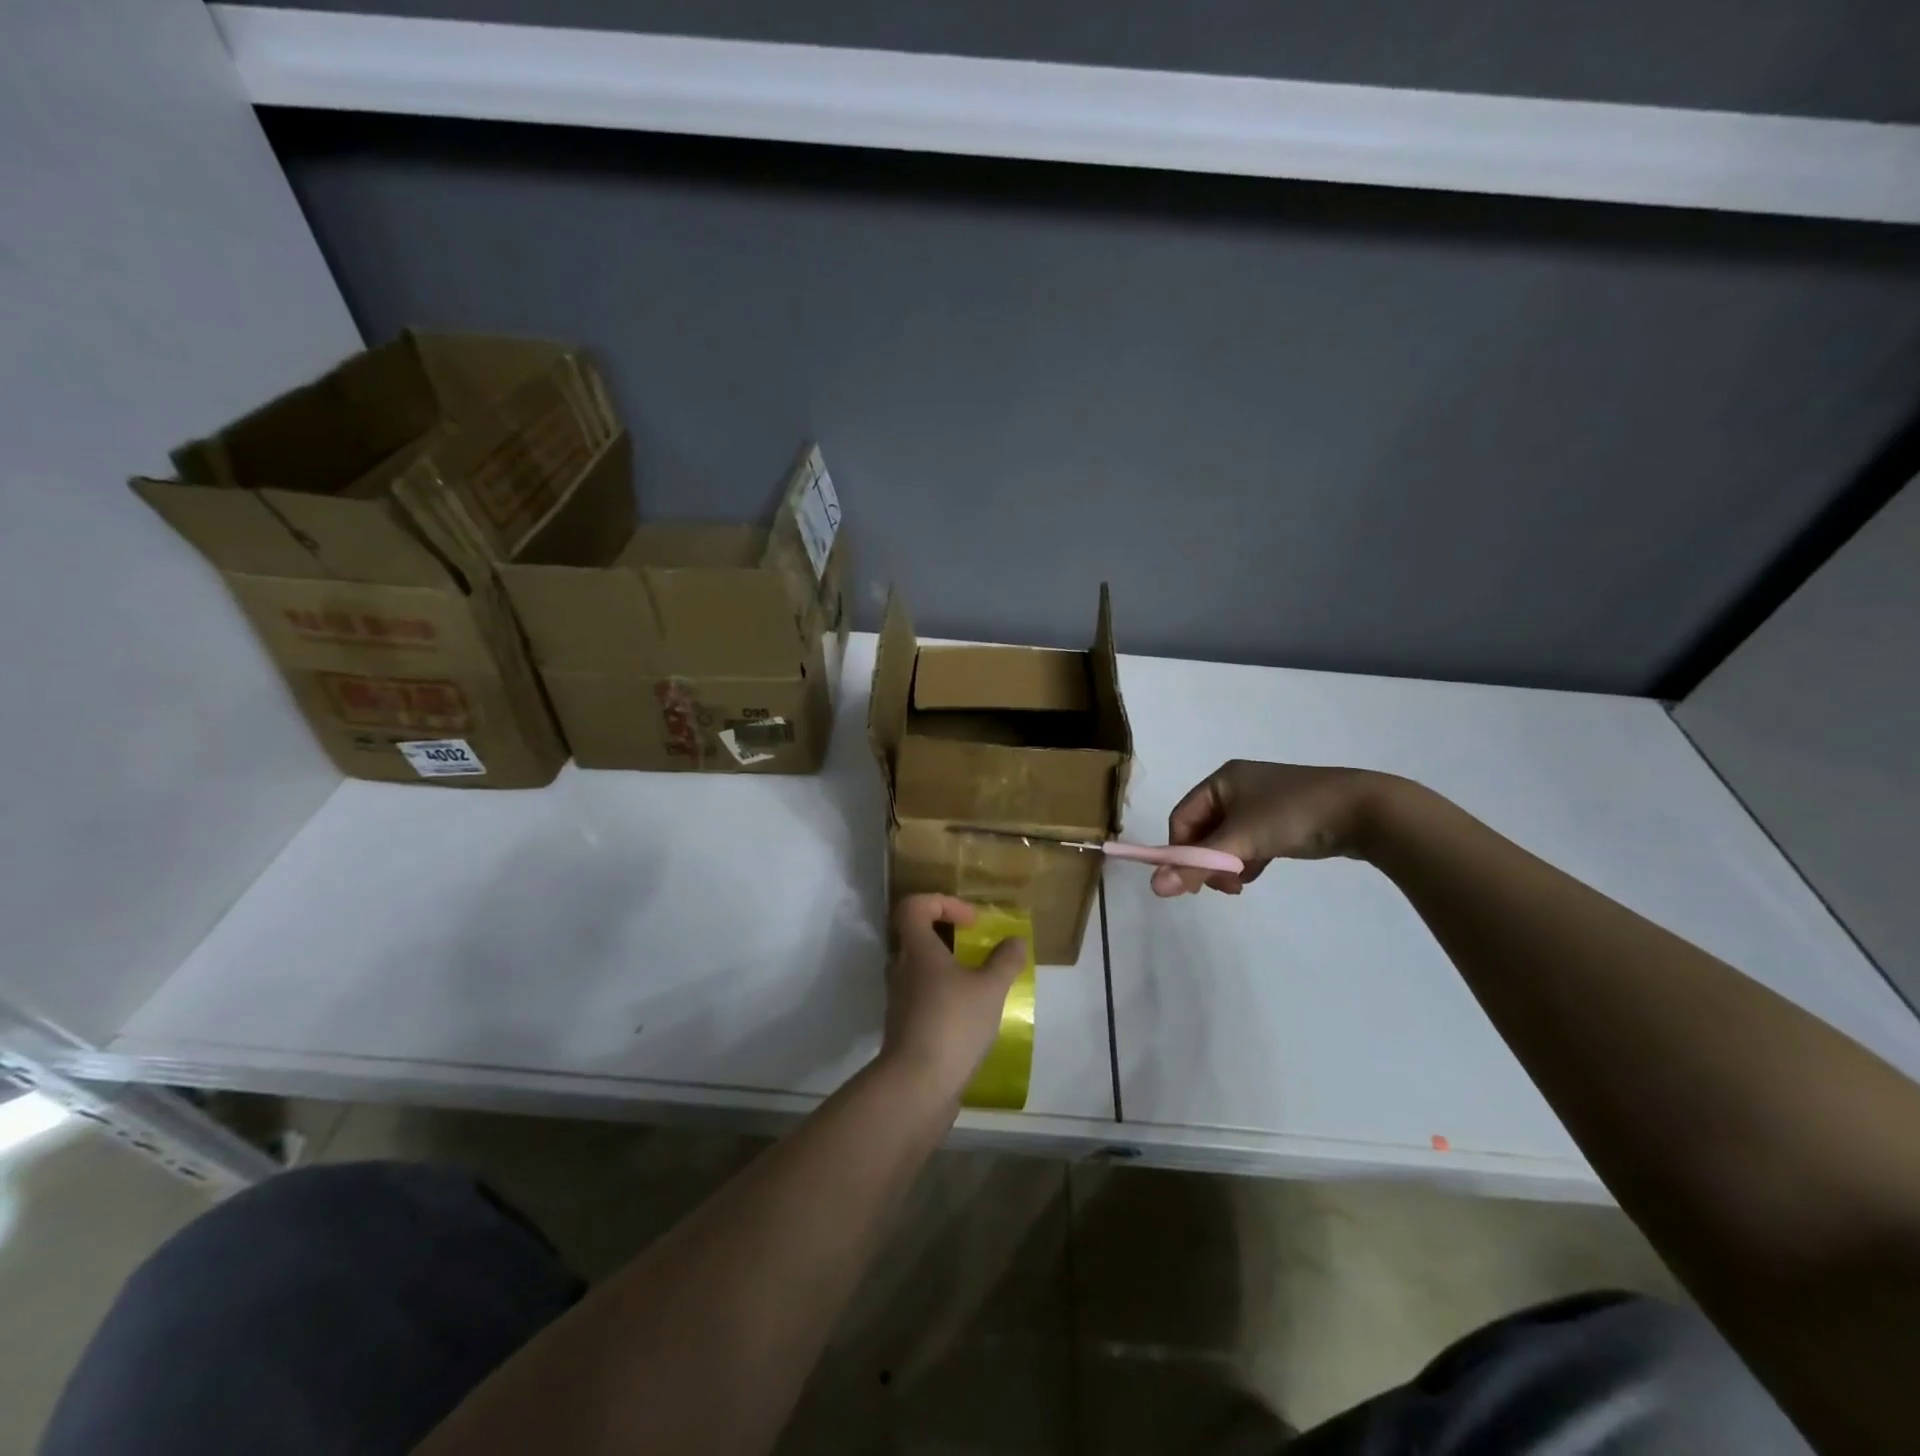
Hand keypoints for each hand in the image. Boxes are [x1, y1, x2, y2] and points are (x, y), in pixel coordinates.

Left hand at [881, 895, 1027, 1093]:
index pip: (913, 906)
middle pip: (915, 936)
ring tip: (977, 982)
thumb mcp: (990, 988)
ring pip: (918, 968)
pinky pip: (921, 996)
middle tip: (974, 947)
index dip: (941, 903)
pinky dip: (942, 994)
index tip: (970, 922)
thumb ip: (1004, 961)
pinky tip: (968, 1014)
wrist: (916, 1085)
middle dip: (946, 935)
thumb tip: (1015, 940)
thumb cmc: (953, 1024)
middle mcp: (901, 969)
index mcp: (917, 950)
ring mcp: (899, 999)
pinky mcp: (903, 1026)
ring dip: (945, 967)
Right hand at [1151, 761, 1393, 897]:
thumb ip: (1198, 864)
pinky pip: (1250, 840)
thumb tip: (1154, 888)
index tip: (1193, 881)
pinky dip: (1248, 859)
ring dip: (1227, 864)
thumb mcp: (1242, 840)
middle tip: (1222, 887)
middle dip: (1207, 860)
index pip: (1182, 818)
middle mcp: (1237, 786)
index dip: (1180, 850)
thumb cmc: (1294, 815)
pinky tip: (1257, 873)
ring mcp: (1262, 802)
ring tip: (1241, 884)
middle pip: (1203, 829)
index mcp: (1221, 780)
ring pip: (1228, 839)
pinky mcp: (1283, 818)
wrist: (1366, 810)